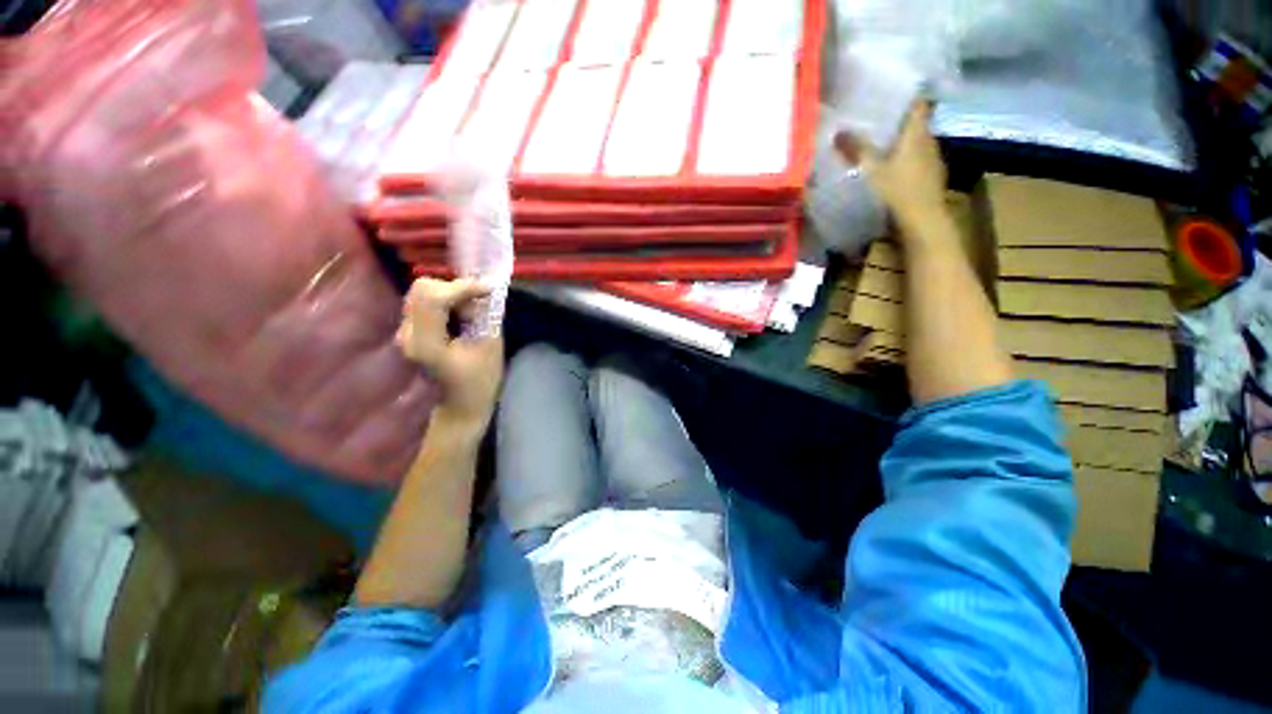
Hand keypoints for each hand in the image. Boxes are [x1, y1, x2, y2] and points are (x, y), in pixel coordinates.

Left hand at [397, 278, 504, 434]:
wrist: (459, 407)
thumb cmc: (480, 382)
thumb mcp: (491, 348)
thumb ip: (486, 316)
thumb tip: (487, 290)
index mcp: (427, 343)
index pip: (434, 297)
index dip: (463, 286)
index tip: (489, 289)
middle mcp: (408, 334)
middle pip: (422, 289)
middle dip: (455, 288)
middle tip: (478, 302)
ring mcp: (404, 333)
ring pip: (422, 292)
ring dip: (451, 294)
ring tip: (472, 311)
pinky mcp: (409, 331)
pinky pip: (423, 302)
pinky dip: (445, 300)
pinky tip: (461, 314)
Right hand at [836, 102, 948, 239]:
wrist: (923, 220)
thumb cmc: (899, 190)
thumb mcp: (872, 169)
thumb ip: (856, 150)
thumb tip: (838, 132)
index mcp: (917, 133)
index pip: (917, 104)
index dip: (905, 95)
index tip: (889, 93)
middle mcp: (928, 141)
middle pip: (915, 124)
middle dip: (897, 121)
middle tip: (875, 120)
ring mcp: (931, 160)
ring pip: (915, 143)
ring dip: (900, 142)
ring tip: (878, 144)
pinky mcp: (929, 176)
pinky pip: (915, 160)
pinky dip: (903, 159)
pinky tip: (890, 168)